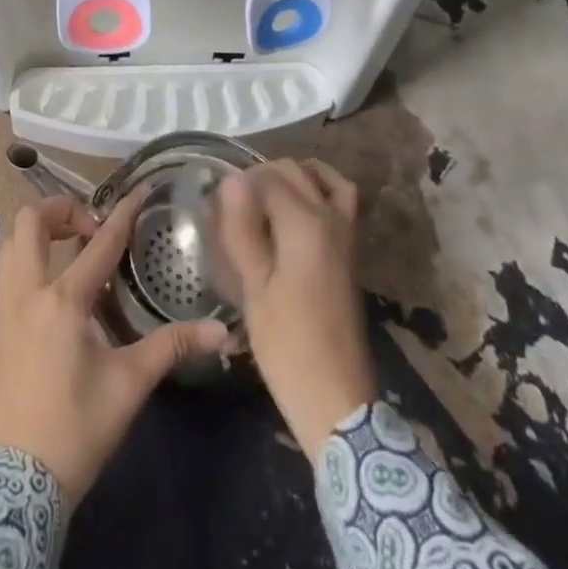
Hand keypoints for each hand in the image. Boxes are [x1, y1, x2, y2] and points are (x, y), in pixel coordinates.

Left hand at [0, 192, 228, 506]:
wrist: (13, 485)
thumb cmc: (77, 429)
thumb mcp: (129, 385)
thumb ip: (172, 348)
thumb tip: (221, 331)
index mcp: (64, 301)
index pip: (100, 243)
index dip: (122, 213)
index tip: (138, 191)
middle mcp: (26, 293)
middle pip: (29, 222)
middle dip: (59, 209)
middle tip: (88, 228)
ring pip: (7, 246)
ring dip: (36, 236)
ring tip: (65, 253)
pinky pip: (0, 280)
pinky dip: (21, 270)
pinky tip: (41, 298)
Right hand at [214, 160, 375, 457]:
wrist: (337, 397)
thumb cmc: (287, 345)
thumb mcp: (253, 288)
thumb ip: (242, 229)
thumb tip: (231, 181)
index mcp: (304, 224)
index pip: (266, 178)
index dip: (238, 184)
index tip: (215, 204)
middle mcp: (330, 217)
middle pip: (294, 171)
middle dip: (261, 175)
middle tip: (232, 203)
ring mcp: (346, 233)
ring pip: (321, 178)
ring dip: (292, 176)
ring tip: (263, 196)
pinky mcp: (351, 250)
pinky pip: (339, 198)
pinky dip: (319, 189)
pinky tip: (295, 211)